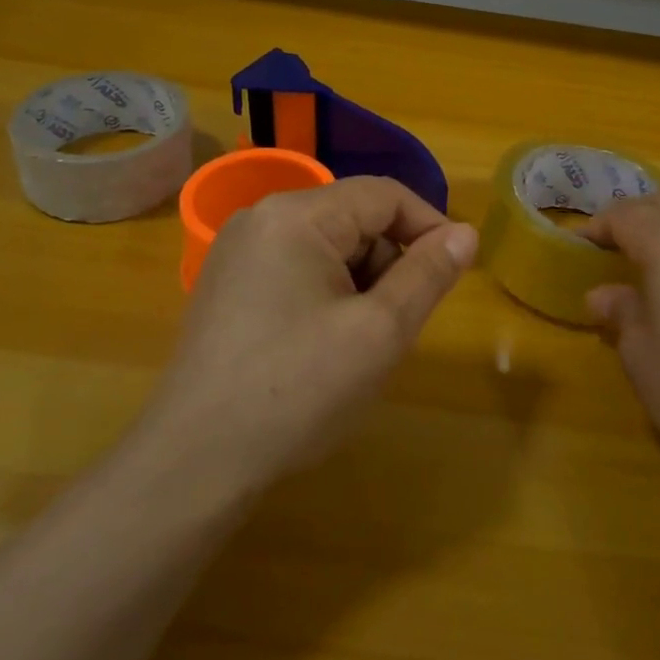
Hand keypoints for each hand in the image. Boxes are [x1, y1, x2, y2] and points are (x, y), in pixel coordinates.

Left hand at [139, 177, 477, 498]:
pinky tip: (323, 349)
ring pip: (328, 248)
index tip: (457, 270)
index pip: (384, 195)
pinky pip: (298, 271)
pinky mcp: (229, 287)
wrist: (193, 464)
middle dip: (390, 264)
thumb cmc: (297, 391)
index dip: (430, 226)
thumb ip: (428, 274)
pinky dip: (328, 297)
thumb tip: (467, 233)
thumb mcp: (379, 332)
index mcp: (296, 215)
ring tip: (359, 346)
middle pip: (354, 219)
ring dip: (360, 285)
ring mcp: (238, 253)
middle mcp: (261, 218)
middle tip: (399, 326)